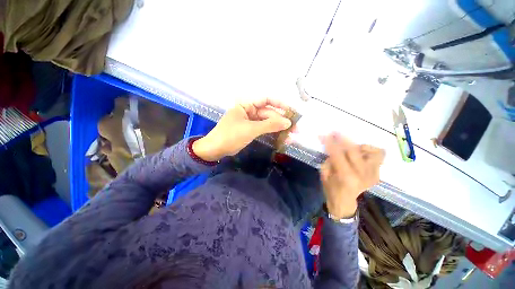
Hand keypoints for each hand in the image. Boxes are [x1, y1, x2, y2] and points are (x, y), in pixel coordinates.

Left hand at [192, 98, 291, 161]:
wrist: (215, 149)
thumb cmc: (230, 135)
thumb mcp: (251, 129)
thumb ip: (269, 125)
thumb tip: (288, 122)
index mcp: (246, 105)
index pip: (266, 100)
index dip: (280, 104)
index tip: (291, 111)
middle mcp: (249, 111)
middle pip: (269, 113)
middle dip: (282, 121)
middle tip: (295, 130)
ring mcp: (250, 121)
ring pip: (267, 123)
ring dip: (279, 129)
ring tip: (291, 136)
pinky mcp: (251, 130)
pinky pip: (264, 129)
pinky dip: (272, 133)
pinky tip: (281, 138)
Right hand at [320, 133, 384, 218]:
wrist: (344, 201)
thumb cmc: (330, 188)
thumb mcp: (324, 173)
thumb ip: (330, 159)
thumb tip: (334, 145)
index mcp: (345, 176)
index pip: (337, 153)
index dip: (330, 142)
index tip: (324, 134)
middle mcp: (362, 174)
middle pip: (354, 150)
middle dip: (343, 138)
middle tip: (335, 132)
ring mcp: (372, 174)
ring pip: (373, 151)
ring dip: (359, 146)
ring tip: (350, 148)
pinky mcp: (377, 174)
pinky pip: (378, 156)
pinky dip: (369, 152)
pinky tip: (360, 154)